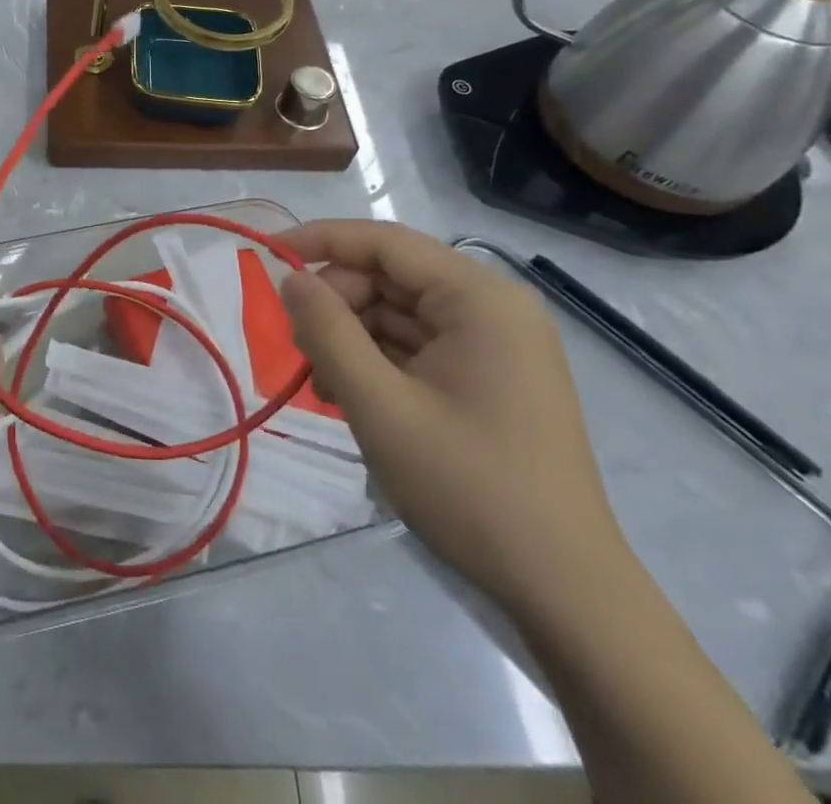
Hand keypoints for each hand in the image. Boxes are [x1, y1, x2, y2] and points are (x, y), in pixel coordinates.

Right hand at [278, 220, 630, 617]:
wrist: (565, 591)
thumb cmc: (469, 488)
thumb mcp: (380, 406)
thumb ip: (327, 331)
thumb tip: (291, 278)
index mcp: (479, 299)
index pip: (384, 242)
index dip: (320, 240)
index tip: (266, 252)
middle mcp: (492, 308)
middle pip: (390, 278)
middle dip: (337, 306)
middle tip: (301, 352)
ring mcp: (496, 344)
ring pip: (398, 313)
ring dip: (352, 339)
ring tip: (324, 388)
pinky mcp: (491, 376)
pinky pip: (418, 346)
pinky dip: (378, 362)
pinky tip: (354, 399)